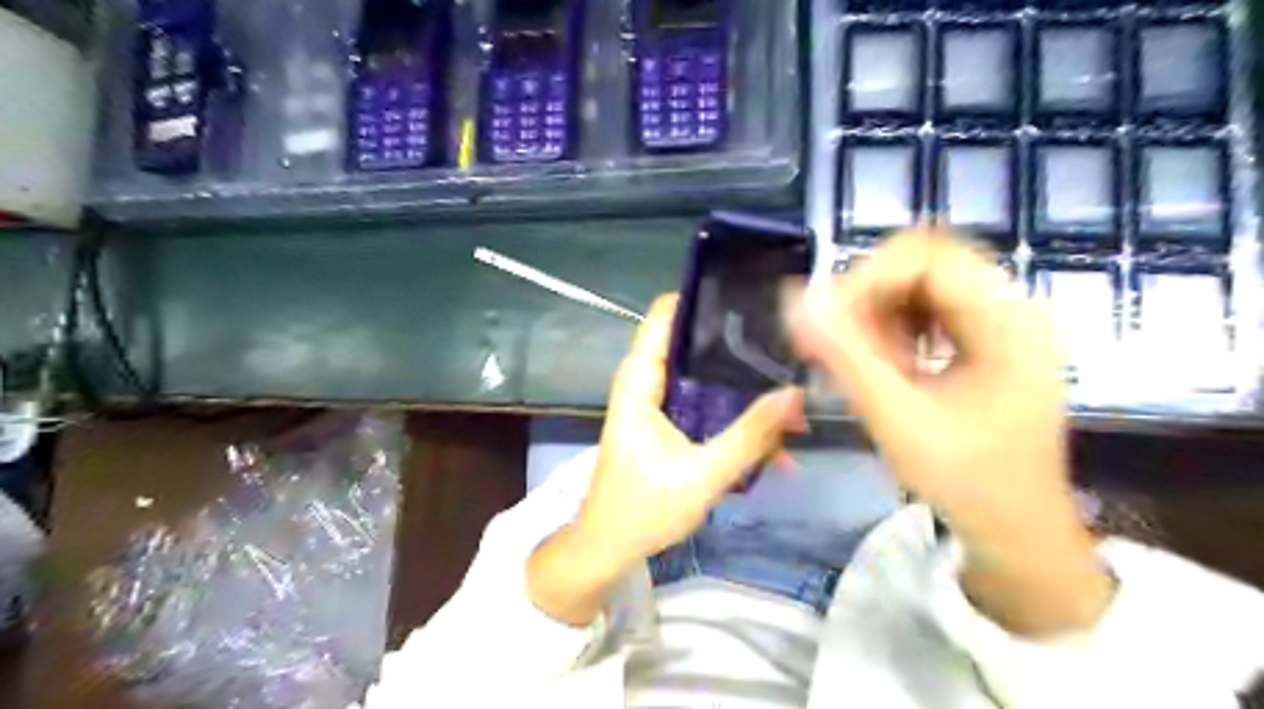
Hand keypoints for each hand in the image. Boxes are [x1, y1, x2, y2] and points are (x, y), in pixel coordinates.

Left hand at [530, 294, 802, 626]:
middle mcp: (646, 383)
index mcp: (640, 382)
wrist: (609, 547)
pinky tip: (771, 433)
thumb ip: (750, 436)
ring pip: (702, 376)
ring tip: (789, 384)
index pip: (664, 316)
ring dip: (740, 382)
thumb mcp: (703, 475)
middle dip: (734, 340)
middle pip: (690, 341)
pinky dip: (732, 411)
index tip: (747, 293)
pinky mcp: (668, 425)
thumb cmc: (643, 508)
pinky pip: (704, 404)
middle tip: (784, 338)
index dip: (700, 298)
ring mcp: (657, 404)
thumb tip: (795, 396)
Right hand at [787, 232, 1112, 637]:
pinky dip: (893, 328)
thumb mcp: (897, 419)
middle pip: (923, 262)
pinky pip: (928, 309)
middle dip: (868, 296)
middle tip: (837, 340)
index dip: (865, 281)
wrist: (1018, 528)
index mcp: (1007, 321)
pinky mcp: (986, 338)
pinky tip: (885, 364)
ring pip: (921, 283)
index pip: (925, 258)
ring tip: (862, 360)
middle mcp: (1011, 306)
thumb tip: (797, 302)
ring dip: (879, 313)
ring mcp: (1001, 321)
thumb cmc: (966, 481)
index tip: (824, 323)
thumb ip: (845, 357)